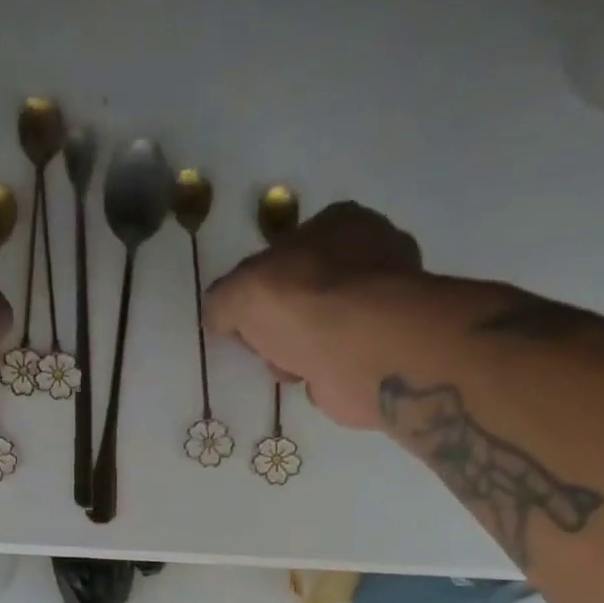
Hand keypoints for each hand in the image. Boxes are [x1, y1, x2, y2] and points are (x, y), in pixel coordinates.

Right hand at [204, 201, 428, 431]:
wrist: (361, 351)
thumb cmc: (303, 304)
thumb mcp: (239, 294)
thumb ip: (221, 301)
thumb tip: (217, 316)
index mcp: (338, 222)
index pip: (288, 252)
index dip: (260, 288)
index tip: (245, 320)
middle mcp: (369, 253)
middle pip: (306, 293)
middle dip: (281, 324)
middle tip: (266, 346)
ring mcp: (385, 301)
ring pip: (323, 328)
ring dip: (301, 352)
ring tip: (290, 367)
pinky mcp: (387, 346)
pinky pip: (342, 359)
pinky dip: (326, 373)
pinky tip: (314, 380)